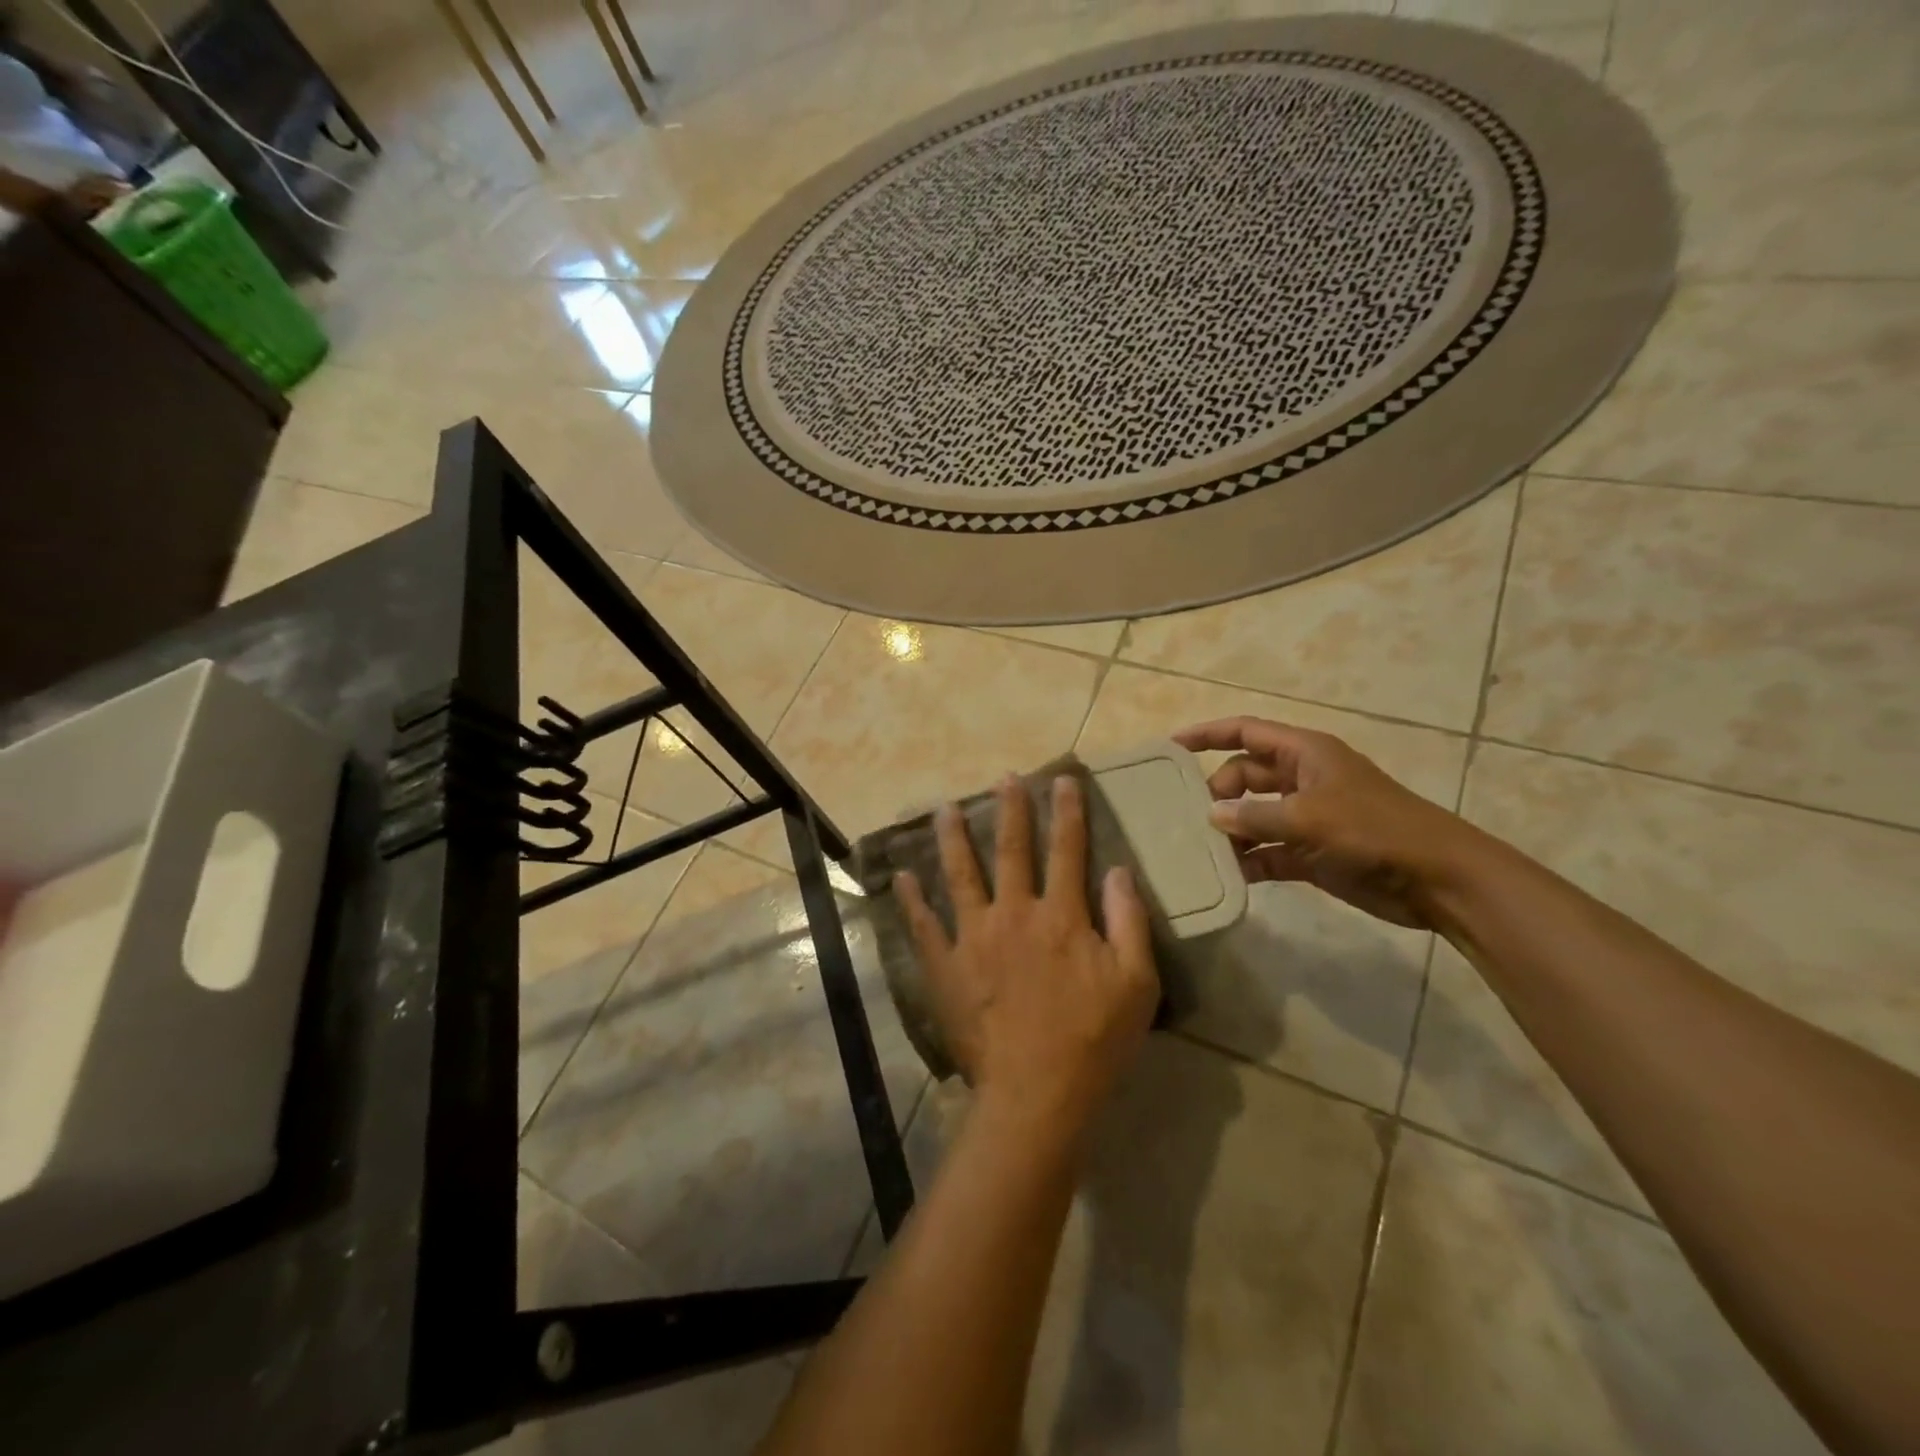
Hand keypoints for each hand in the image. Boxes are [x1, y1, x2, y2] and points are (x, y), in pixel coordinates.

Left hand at [895, 776, 1159, 1133]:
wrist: (1035, 1094)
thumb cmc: (1093, 1041)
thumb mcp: (1136, 983)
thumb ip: (1129, 921)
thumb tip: (1119, 870)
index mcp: (1061, 916)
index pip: (1067, 850)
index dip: (1067, 812)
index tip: (1062, 780)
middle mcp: (1014, 914)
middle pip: (1011, 850)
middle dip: (1010, 810)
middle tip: (1003, 778)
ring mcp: (973, 938)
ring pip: (960, 875)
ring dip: (953, 839)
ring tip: (945, 809)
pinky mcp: (945, 966)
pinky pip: (924, 926)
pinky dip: (911, 900)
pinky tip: (901, 877)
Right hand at [1173, 717, 1477, 928]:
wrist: (1437, 879)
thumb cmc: (1374, 831)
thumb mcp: (1309, 817)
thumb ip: (1255, 816)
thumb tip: (1212, 816)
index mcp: (1304, 754)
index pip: (1245, 732)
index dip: (1207, 734)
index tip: (1170, 748)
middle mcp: (1301, 780)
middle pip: (1243, 776)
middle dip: (1216, 793)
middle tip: (1188, 817)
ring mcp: (1306, 818)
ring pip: (1253, 816)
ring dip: (1229, 831)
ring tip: (1196, 849)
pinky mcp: (1311, 854)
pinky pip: (1267, 852)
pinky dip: (1248, 861)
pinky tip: (1226, 876)